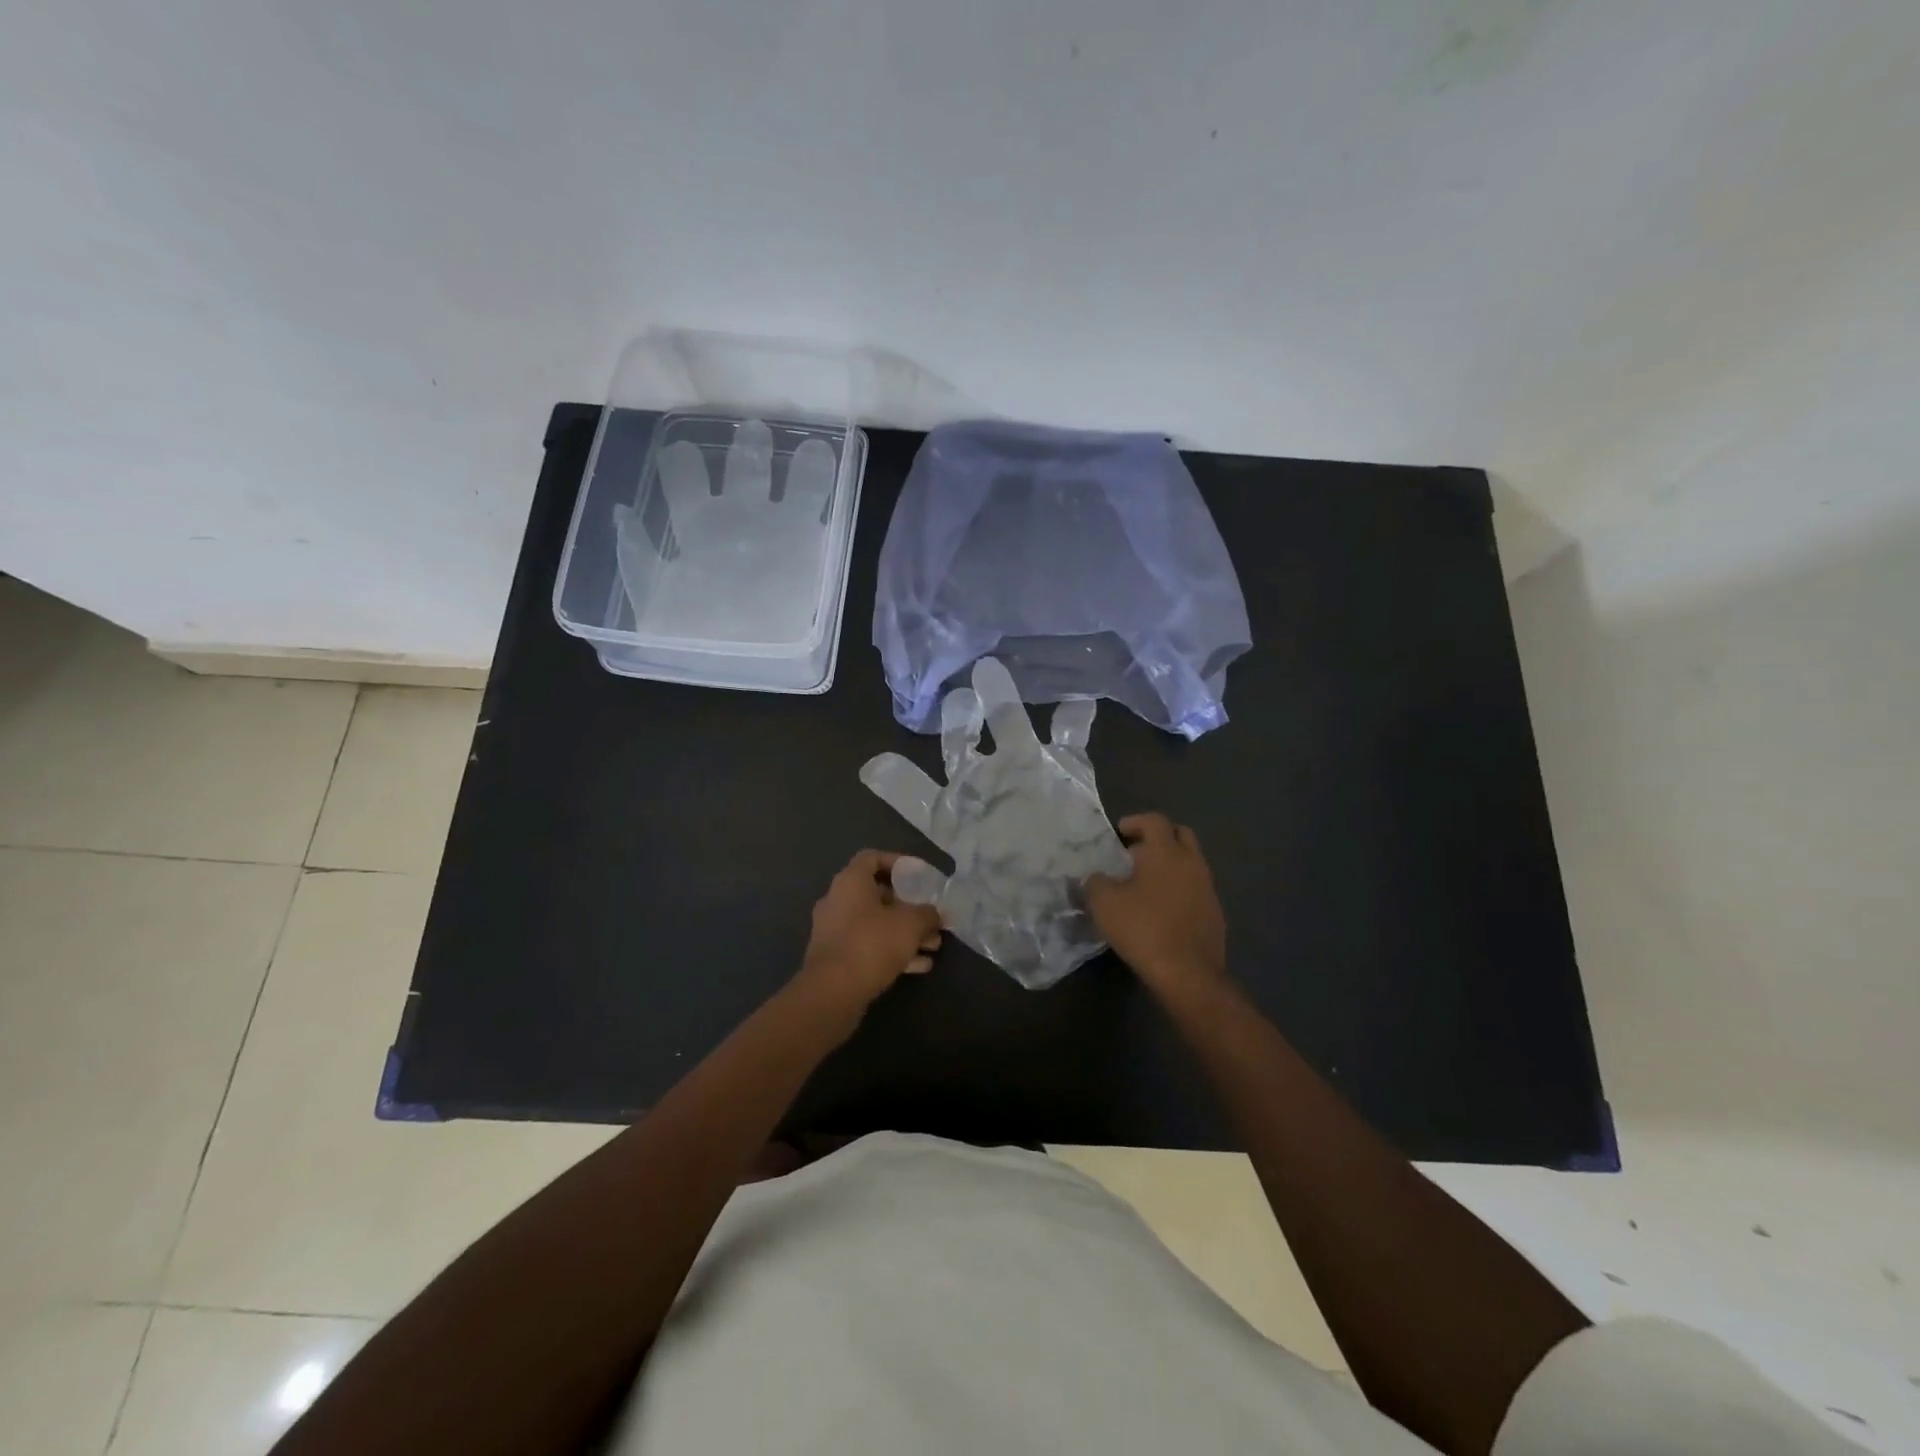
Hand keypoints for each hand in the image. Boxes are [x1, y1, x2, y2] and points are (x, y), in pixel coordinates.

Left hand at [797, 851, 943, 1009]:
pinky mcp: (835, 959)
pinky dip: (892, 951)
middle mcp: (837, 901)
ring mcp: (833, 931)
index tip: (919, 875)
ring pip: (875, 924)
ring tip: (933, 945)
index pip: (872, 858)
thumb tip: (936, 914)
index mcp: (850, 882)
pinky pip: (868, 946)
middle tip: (931, 917)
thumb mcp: (911, 923)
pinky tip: (919, 966)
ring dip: (905, 933)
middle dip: (909, 906)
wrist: (832, 993)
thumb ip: (928, 914)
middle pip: (877, 894)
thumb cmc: (872, 944)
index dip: (897, 862)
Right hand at [1085, 813, 1227, 995]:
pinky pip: (1196, 888)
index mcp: (1166, 852)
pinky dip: (1179, 889)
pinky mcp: (1215, 913)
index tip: (1119, 834)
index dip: (1135, 822)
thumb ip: (1095, 882)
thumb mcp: (1104, 903)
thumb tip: (1096, 877)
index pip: (1154, 821)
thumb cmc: (1143, 928)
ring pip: (1190, 862)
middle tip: (1135, 854)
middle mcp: (1192, 862)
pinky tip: (1161, 909)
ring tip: (1145, 884)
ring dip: (1170, 865)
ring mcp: (1208, 888)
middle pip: (1180, 834)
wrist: (1187, 972)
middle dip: (1158, 838)